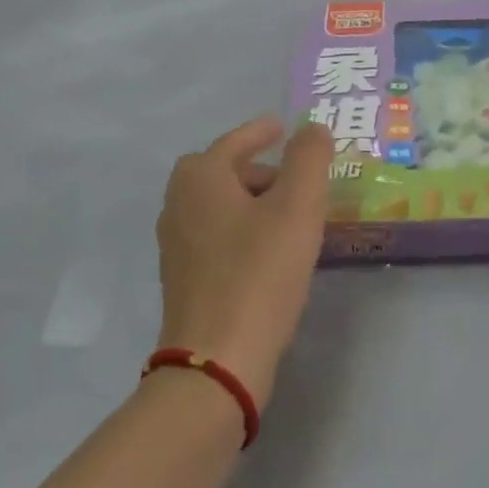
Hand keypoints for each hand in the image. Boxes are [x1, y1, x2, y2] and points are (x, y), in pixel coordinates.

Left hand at [155, 117, 336, 409]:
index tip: (282, 127)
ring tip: (291, 213)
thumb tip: (312, 129)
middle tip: (294, 176)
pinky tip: (271, 250)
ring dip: (252, 201)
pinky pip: (218, 236)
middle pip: (222, 172)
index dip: (260, 132)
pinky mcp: (184, 279)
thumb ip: (308, 159)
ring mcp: (176, 245)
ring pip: (219, 206)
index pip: (233, 142)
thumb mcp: (297, 206)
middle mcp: (179, 205)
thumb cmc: (259, 272)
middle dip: (258, 168)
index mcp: (200, 179)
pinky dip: (243, 229)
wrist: (218, 359)